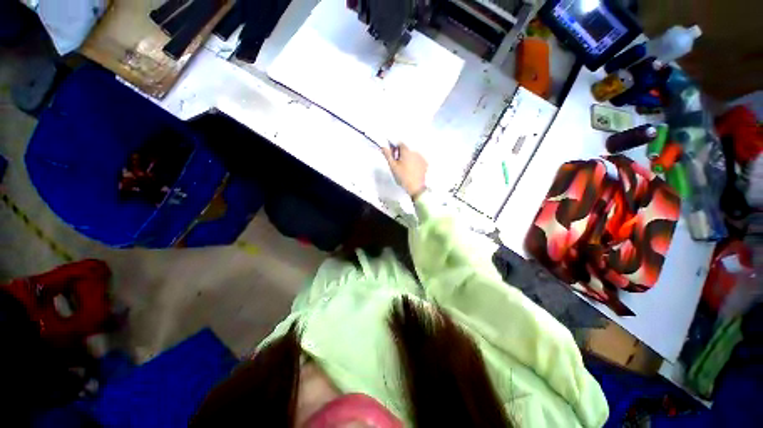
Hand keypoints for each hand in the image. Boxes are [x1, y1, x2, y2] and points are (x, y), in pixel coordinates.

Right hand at [382, 143, 427, 198]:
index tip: (393, 155)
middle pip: (407, 149)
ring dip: (409, 158)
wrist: (416, 188)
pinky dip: (415, 162)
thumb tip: (383, 147)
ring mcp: (421, 158)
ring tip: (405, 169)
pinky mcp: (425, 164)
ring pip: (412, 154)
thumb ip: (388, 155)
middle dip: (402, 154)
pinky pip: (418, 160)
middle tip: (398, 164)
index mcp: (407, 152)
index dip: (395, 148)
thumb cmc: (404, 178)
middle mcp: (415, 152)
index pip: (400, 143)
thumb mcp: (393, 167)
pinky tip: (412, 170)